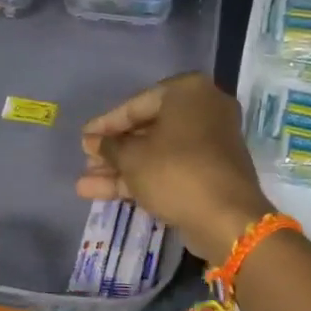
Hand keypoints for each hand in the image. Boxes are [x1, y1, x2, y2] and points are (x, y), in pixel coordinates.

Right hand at [76, 72, 272, 264]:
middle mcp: (204, 110)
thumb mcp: (133, 158)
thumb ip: (110, 147)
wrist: (226, 218)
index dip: (106, 124)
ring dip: (121, 168)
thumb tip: (95, 142)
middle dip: (114, 150)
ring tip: (85, 185)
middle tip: (86, 161)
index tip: (83, 137)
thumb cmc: (175, 172)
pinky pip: (170, 169)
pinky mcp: (211, 173)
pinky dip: (141, 178)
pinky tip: (104, 193)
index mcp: (188, 92)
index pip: (137, 105)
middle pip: (147, 129)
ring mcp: (210, 143)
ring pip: (157, 153)